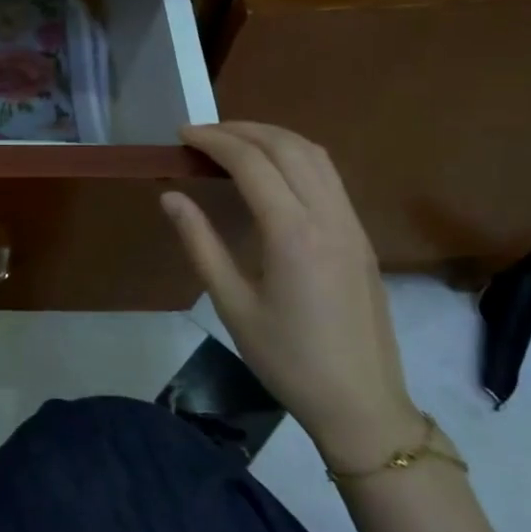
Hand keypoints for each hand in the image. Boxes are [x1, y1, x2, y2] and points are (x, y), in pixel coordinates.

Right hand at [161, 121, 422, 469]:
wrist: (360, 402)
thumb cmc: (286, 358)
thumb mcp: (231, 304)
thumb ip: (200, 243)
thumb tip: (170, 197)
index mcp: (293, 234)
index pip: (252, 163)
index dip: (214, 141)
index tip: (182, 134)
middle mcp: (328, 217)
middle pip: (288, 147)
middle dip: (242, 129)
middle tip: (202, 134)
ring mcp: (352, 224)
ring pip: (316, 155)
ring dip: (273, 137)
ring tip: (234, 141)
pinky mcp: (360, 236)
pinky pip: (329, 176)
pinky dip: (296, 156)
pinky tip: (272, 171)